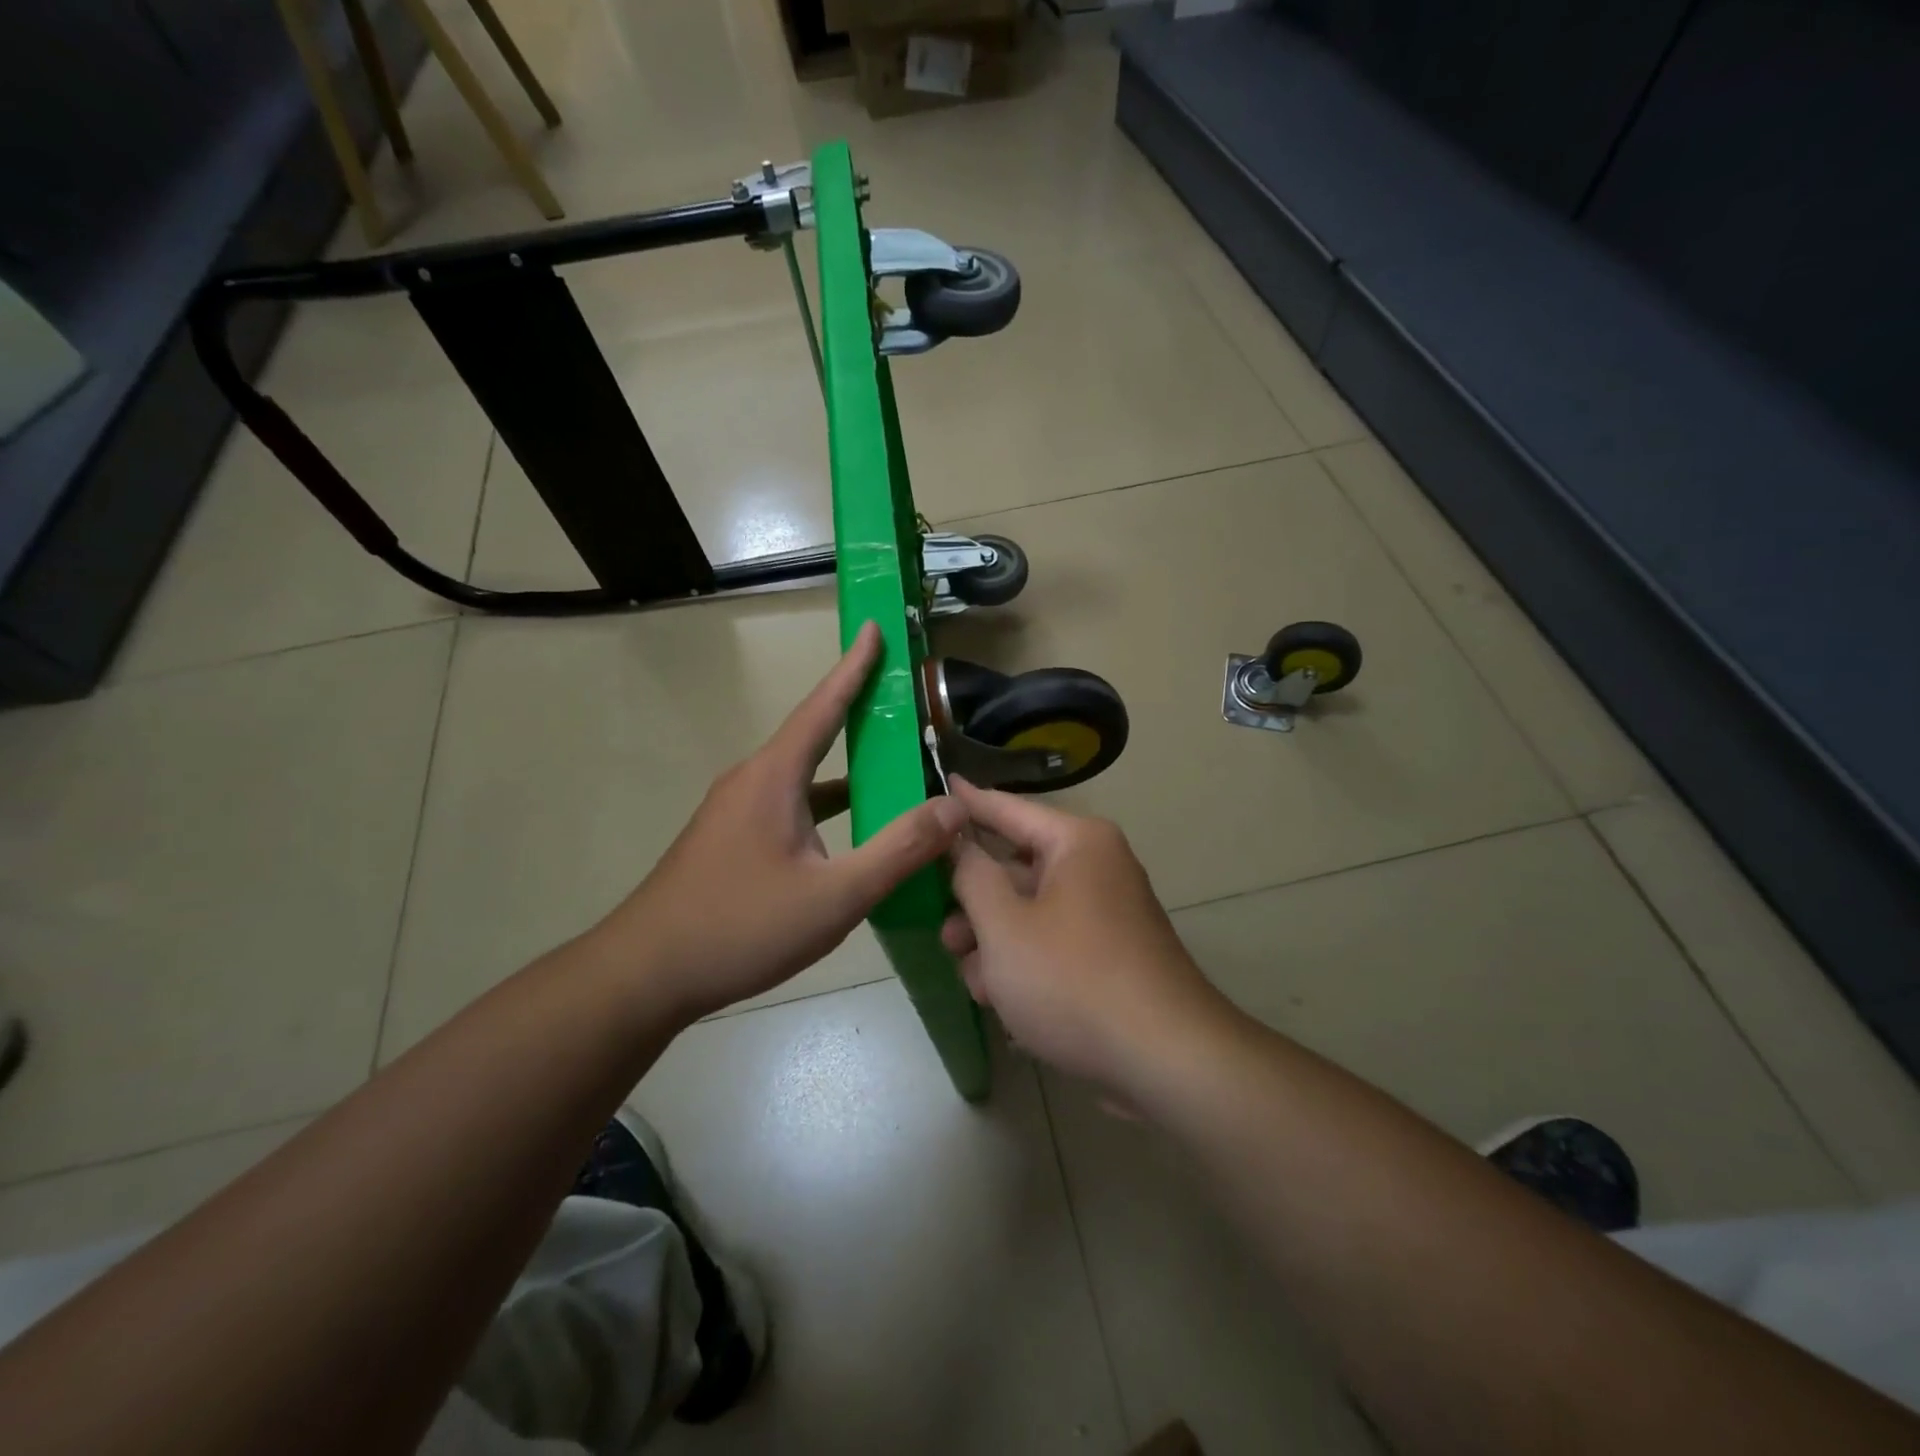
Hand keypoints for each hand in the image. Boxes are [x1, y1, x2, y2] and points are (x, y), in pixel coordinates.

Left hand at [599, 622, 966, 1023]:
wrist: (644, 974)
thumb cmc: (739, 927)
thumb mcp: (834, 897)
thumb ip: (897, 851)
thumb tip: (953, 808)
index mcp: (774, 777)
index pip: (822, 707)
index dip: (854, 666)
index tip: (874, 626)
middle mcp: (752, 780)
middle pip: (814, 734)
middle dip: (858, 710)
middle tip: (901, 696)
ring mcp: (736, 810)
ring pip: (803, 775)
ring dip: (846, 765)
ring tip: (892, 763)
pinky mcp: (731, 838)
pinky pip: (790, 804)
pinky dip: (826, 802)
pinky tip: (851, 829)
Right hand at [941, 778, 1227, 1090]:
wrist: (1166, 1060)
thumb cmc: (1073, 980)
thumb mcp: (1004, 926)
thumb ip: (972, 876)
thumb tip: (960, 843)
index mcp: (1077, 843)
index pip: (1007, 808)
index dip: (967, 802)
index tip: (938, 783)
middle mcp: (1096, 867)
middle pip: (1016, 868)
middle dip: (975, 904)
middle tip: (944, 933)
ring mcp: (1106, 913)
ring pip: (1030, 912)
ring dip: (995, 944)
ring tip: (977, 984)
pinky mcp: (1110, 954)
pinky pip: (1053, 942)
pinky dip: (1025, 964)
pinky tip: (1004, 1002)